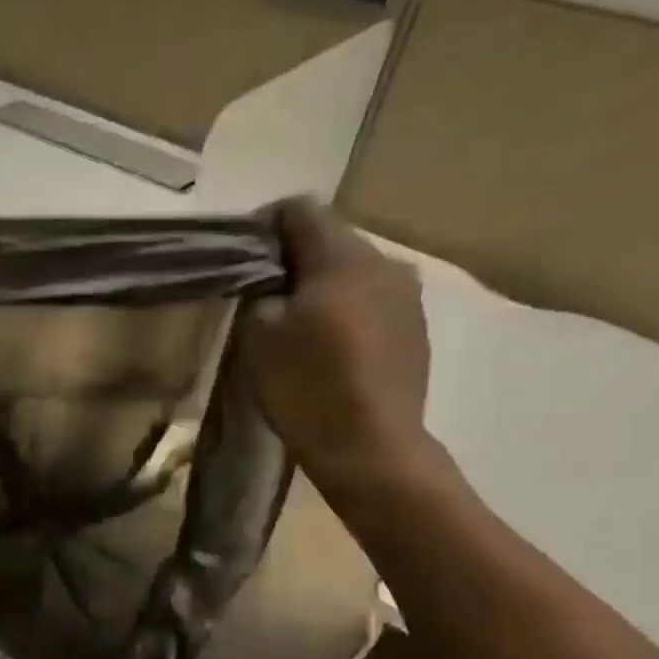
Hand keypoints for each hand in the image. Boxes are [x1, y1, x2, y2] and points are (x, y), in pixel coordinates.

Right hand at [248, 199, 436, 493]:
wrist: (371, 447)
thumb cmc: (307, 387)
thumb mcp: (259, 336)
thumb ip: (261, 293)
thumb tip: (271, 282)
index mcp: (343, 255)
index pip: (299, 210)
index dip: (263, 227)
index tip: (241, 258)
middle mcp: (385, 262)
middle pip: (330, 241)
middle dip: (294, 262)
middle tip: (263, 298)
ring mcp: (408, 297)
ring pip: (353, 274)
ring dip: (323, 289)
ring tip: (297, 328)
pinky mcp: (416, 331)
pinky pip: (373, 305)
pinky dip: (347, 315)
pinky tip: (330, 351)